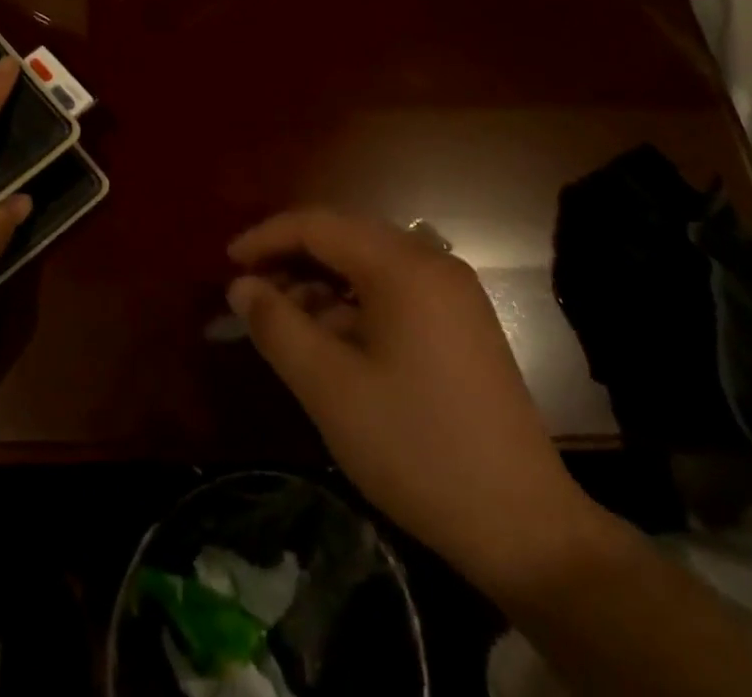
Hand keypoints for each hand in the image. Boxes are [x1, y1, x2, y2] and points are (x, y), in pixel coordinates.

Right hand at [227, 210, 594, 594]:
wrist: (523, 526)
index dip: (266, 238)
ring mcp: (452, 290)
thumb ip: (276, 325)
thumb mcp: (329, 387)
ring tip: (285, 321)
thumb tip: (240, 286)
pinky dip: (353, 303)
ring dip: (321, 283)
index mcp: (402, 265)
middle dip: (291, 259)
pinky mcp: (461, 321)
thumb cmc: (415, 447)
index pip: (318, 225)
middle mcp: (431, 261)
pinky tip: (331, 338)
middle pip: (343, 237)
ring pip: (367, 264)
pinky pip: (393, 289)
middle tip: (251, 294)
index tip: (227, 264)